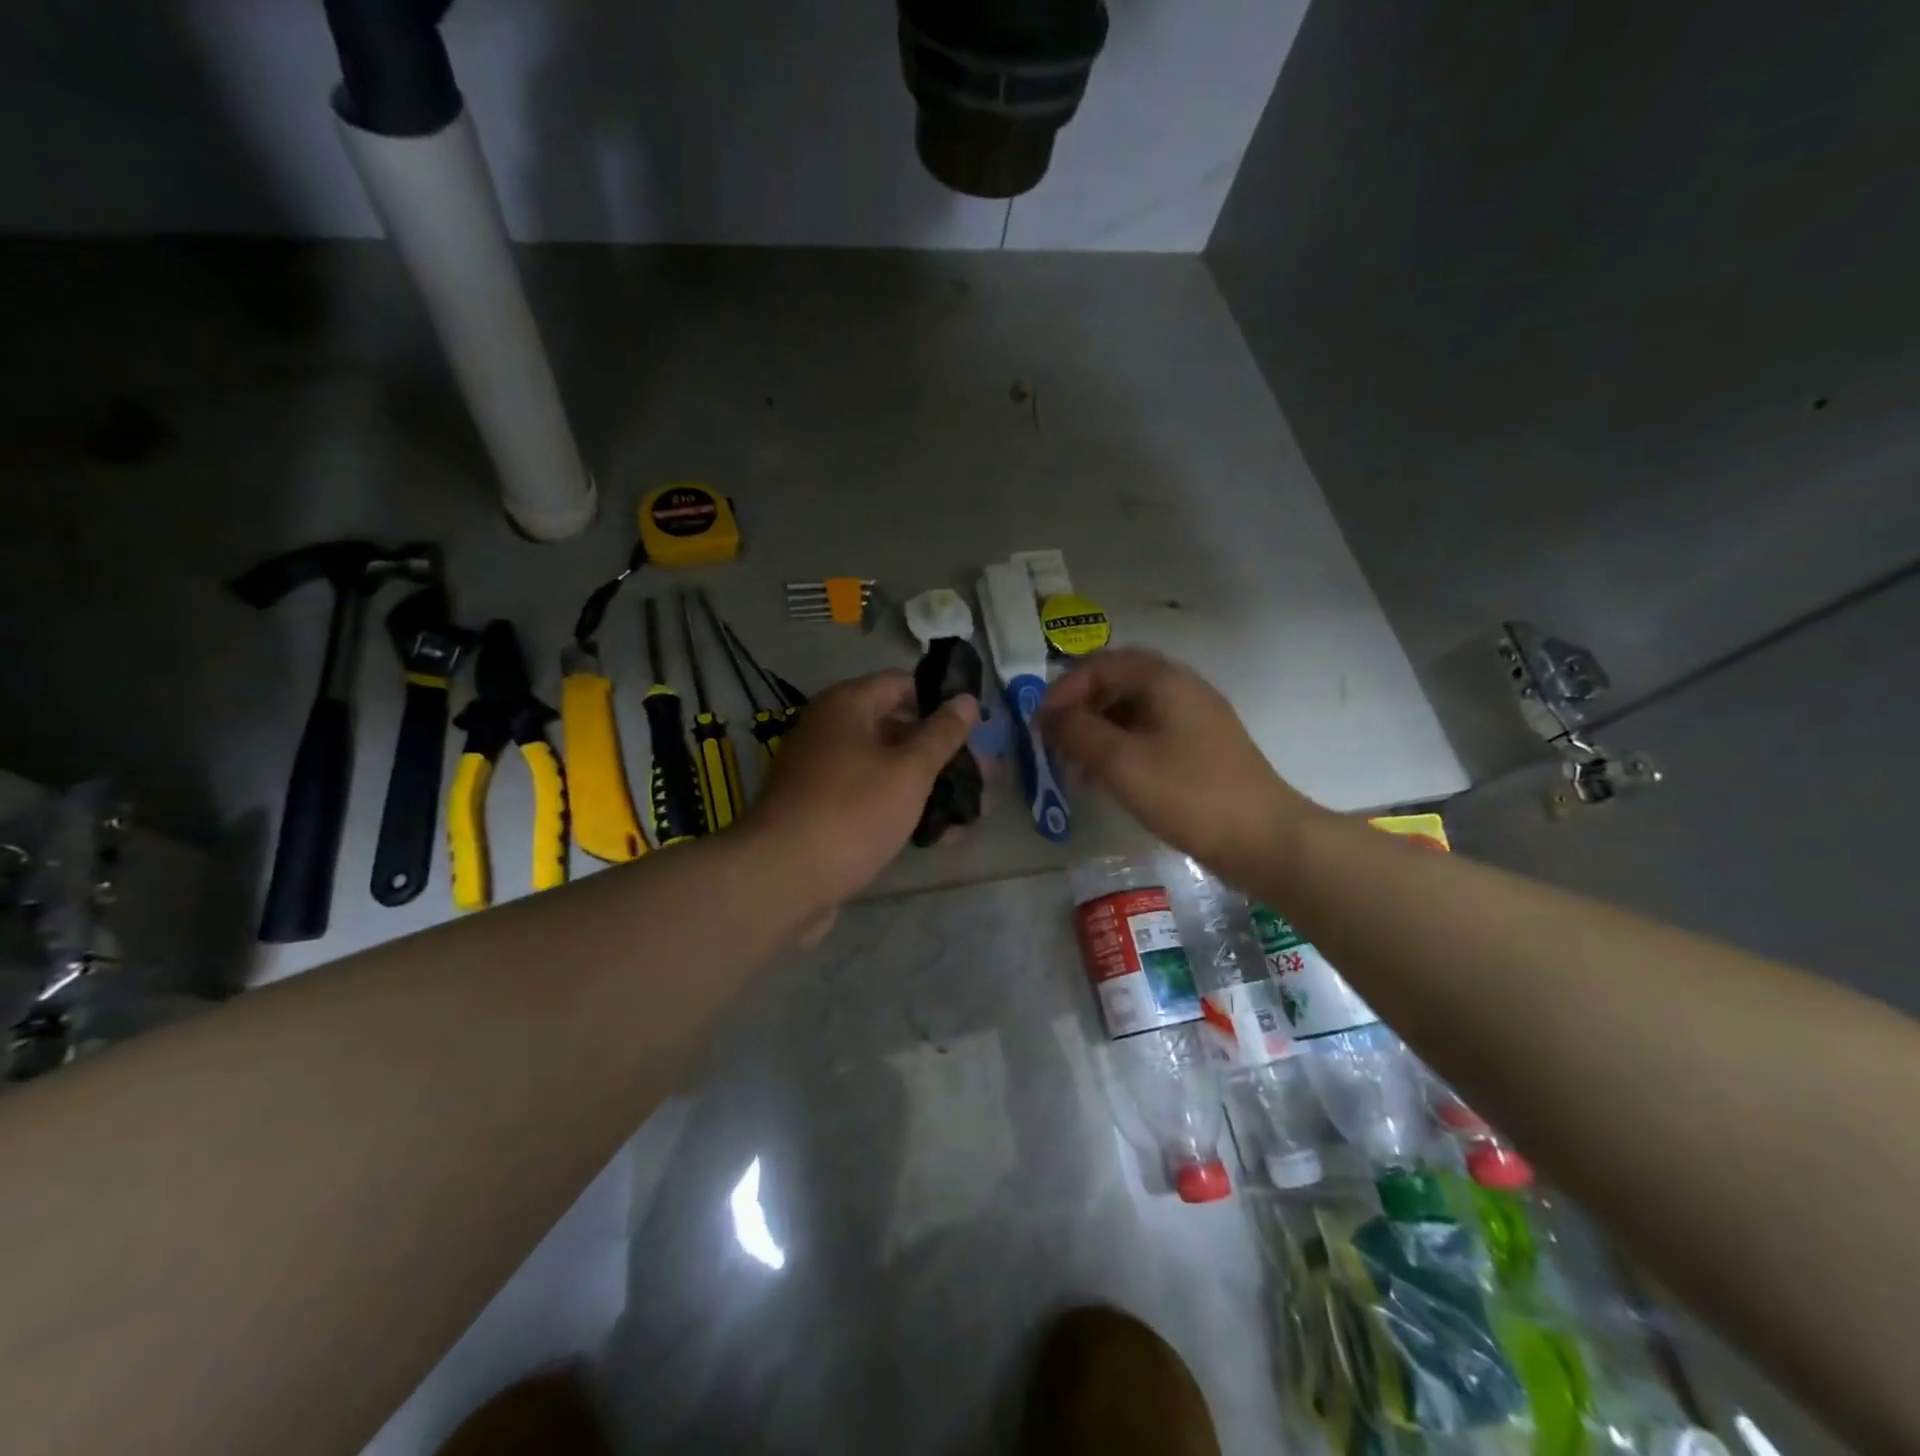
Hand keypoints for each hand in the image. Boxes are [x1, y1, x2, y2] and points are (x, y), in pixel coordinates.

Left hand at [745, 671, 976, 912]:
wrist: (782, 879)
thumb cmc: (853, 811)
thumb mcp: (909, 770)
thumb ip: (941, 734)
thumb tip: (966, 699)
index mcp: (846, 706)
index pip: (901, 684)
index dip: (940, 700)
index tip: (977, 725)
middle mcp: (829, 731)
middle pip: (896, 728)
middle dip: (942, 751)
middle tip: (984, 775)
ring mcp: (822, 774)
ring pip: (886, 769)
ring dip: (928, 785)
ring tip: (972, 810)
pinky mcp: (821, 812)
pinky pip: (870, 799)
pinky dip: (903, 809)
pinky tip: (940, 835)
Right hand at [1039, 649, 1320, 874]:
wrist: (1265, 839)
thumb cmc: (1189, 795)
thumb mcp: (1122, 763)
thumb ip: (1079, 733)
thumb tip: (1049, 716)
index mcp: (1165, 681)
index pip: (1102, 664)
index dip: (1065, 688)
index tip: (1042, 723)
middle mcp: (1182, 689)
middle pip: (1118, 683)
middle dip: (1081, 708)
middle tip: (1056, 740)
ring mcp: (1196, 720)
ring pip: (1134, 710)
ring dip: (1099, 730)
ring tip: (1076, 764)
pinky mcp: (1202, 749)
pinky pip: (1151, 734)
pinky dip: (1122, 747)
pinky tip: (1108, 778)